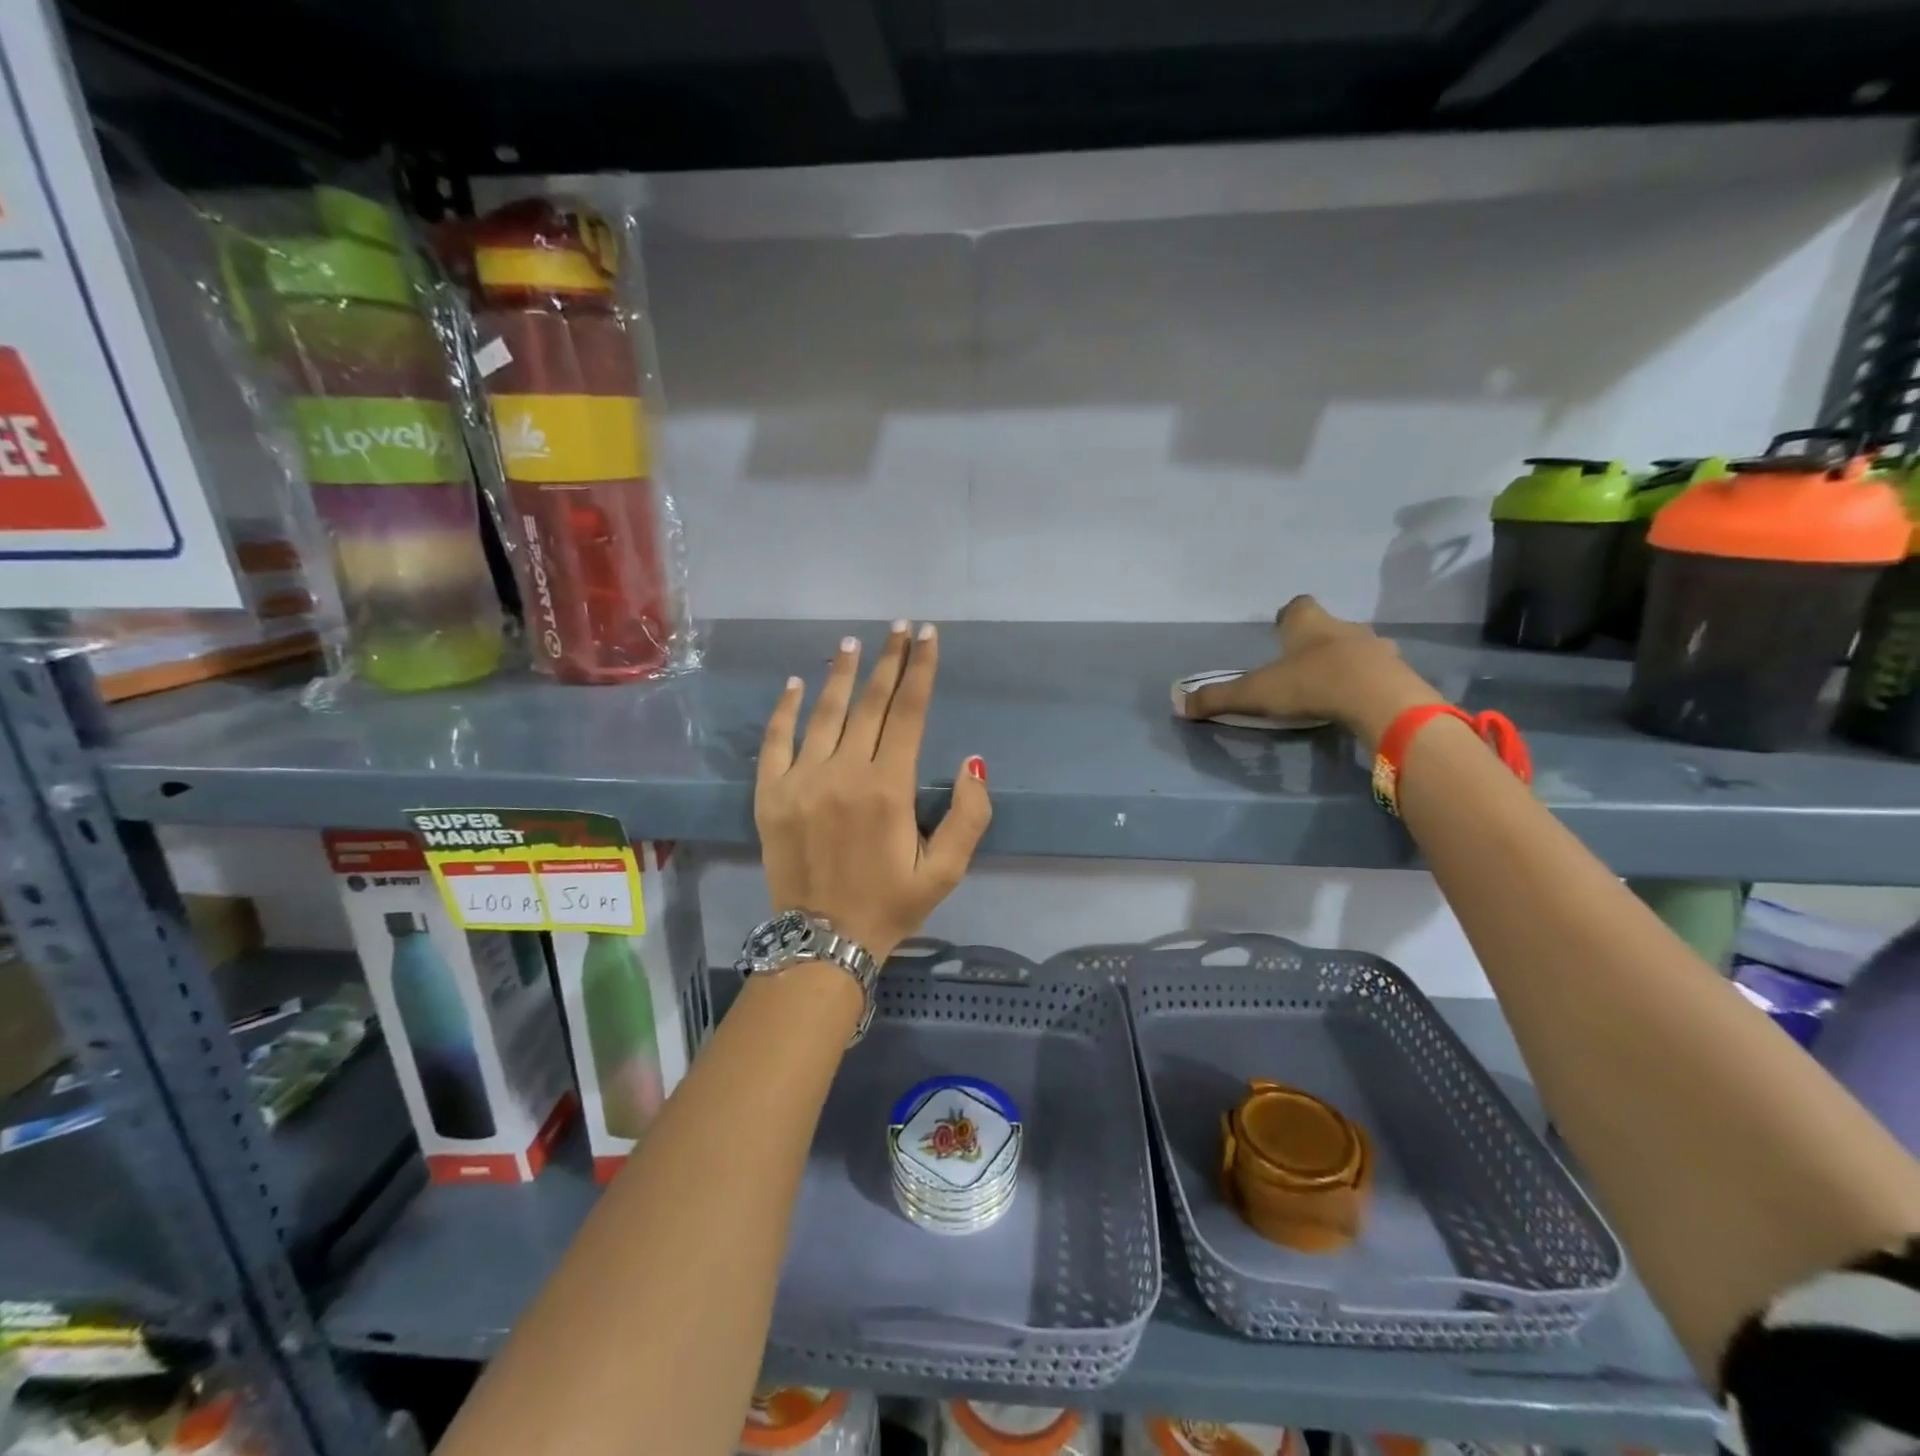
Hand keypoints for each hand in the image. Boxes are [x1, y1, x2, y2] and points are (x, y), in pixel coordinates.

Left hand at [755, 622, 991, 962]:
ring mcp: (801, 780)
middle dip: (889, 660)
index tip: (928, 636)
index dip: (921, 670)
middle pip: (870, 703)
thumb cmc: (890, 905)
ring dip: (842, 673)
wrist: (822, 942)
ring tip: (854, 643)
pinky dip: (786, 708)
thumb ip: (969, 816)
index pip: (909, 713)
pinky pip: (776, 740)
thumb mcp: (946, 871)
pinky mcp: (769, 794)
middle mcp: (844, 773)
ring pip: (825, 713)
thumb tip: (972, 762)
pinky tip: (797, 683)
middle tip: (899, 627)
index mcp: (889, 789)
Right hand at [1182, 596, 1442, 749]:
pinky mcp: (1397, 672)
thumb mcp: (1255, 693)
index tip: (1280, 630)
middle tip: (1299, 664)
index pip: (1297, 606)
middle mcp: (1343, 627)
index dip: (1288, 616)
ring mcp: (1376, 648)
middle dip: (1314, 641)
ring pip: (1356, 647)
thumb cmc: (1311, 684)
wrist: (1378, 698)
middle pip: (1327, 626)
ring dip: (1344, 661)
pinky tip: (1358, 700)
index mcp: (1307, 623)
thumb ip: (1218, 698)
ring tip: (1330, 685)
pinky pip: (1378, 672)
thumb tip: (1178, 704)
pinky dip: (1367, 681)